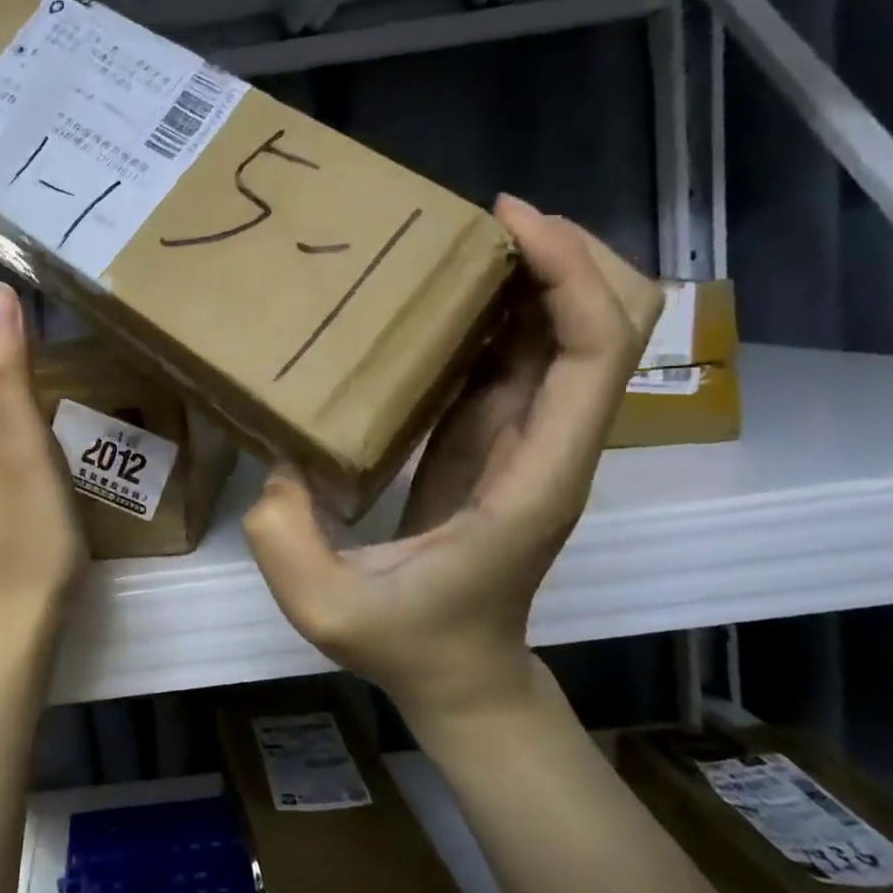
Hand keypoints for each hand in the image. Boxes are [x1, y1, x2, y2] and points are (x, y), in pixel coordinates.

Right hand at [243, 196, 645, 739]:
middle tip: (492, 216)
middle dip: (573, 255)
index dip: (570, 276)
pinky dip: (503, 312)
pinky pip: (521, 359)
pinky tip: (447, 293)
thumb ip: (286, 539)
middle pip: (615, 327)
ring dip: (539, 275)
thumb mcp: (326, 610)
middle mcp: (550, 447)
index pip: (592, 356)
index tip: (511, 222)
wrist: (461, 677)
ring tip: (467, 238)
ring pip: (571, 335)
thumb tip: (278, 464)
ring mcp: (529, 442)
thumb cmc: (408, 645)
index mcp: (534, 476)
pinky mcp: (497, 442)